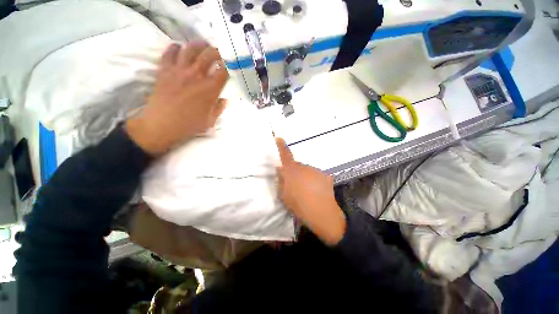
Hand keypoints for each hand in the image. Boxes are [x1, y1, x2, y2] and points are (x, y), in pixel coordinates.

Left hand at [126, 42, 228, 154]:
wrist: (162, 125)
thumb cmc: (189, 125)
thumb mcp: (210, 120)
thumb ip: (219, 108)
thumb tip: (224, 100)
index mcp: (210, 89)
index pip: (223, 71)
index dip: (229, 66)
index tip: (231, 65)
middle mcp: (196, 76)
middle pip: (208, 55)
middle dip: (217, 51)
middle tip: (219, 53)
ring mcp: (179, 71)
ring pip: (190, 49)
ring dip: (199, 45)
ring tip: (203, 46)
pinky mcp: (164, 70)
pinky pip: (169, 53)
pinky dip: (175, 48)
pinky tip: (179, 49)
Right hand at [275, 138, 345, 244]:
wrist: (321, 213)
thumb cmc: (298, 205)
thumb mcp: (284, 195)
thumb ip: (281, 180)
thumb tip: (280, 169)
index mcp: (292, 171)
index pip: (285, 155)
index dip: (281, 146)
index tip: (279, 138)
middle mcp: (304, 167)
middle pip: (297, 165)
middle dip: (294, 172)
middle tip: (295, 185)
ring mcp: (315, 170)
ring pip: (307, 171)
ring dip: (305, 177)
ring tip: (306, 191)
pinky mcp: (325, 176)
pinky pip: (316, 175)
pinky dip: (314, 180)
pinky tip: (316, 191)